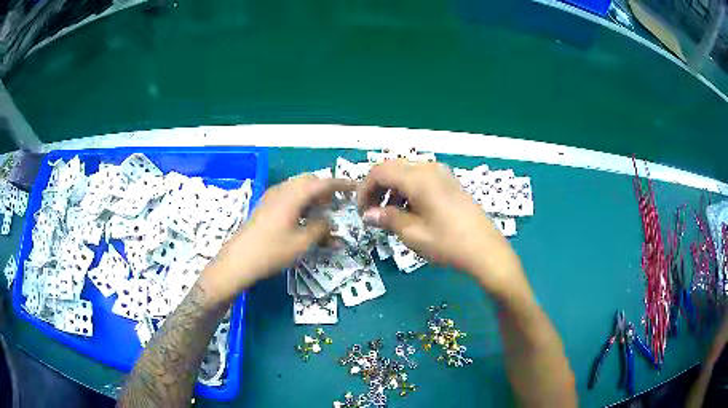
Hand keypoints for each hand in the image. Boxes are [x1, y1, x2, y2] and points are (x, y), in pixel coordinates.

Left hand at [200, 176, 354, 303]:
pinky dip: (301, 201)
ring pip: (298, 188)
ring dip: (313, 195)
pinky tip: (303, 217)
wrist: (238, 260)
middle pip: (309, 181)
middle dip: (326, 188)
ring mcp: (271, 197)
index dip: (341, 184)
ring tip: (323, 211)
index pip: (323, 183)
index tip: (356, 187)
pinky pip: (288, 195)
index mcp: (293, 195)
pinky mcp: (265, 206)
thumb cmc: (271, 251)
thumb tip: (329, 222)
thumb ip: (320, 229)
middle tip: (338, 202)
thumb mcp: (301, 243)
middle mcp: (282, 190)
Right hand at [358, 160, 528, 297]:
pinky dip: (408, 190)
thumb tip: (368, 215)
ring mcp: (442, 174)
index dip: (365, 189)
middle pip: (392, 168)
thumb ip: (387, 219)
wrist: (486, 250)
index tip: (361, 211)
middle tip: (372, 213)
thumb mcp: (413, 234)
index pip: (379, 171)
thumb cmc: (448, 243)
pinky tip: (410, 211)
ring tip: (390, 215)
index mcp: (418, 178)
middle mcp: (429, 168)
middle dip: (377, 188)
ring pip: (406, 172)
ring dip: (392, 189)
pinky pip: (421, 178)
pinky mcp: (450, 182)